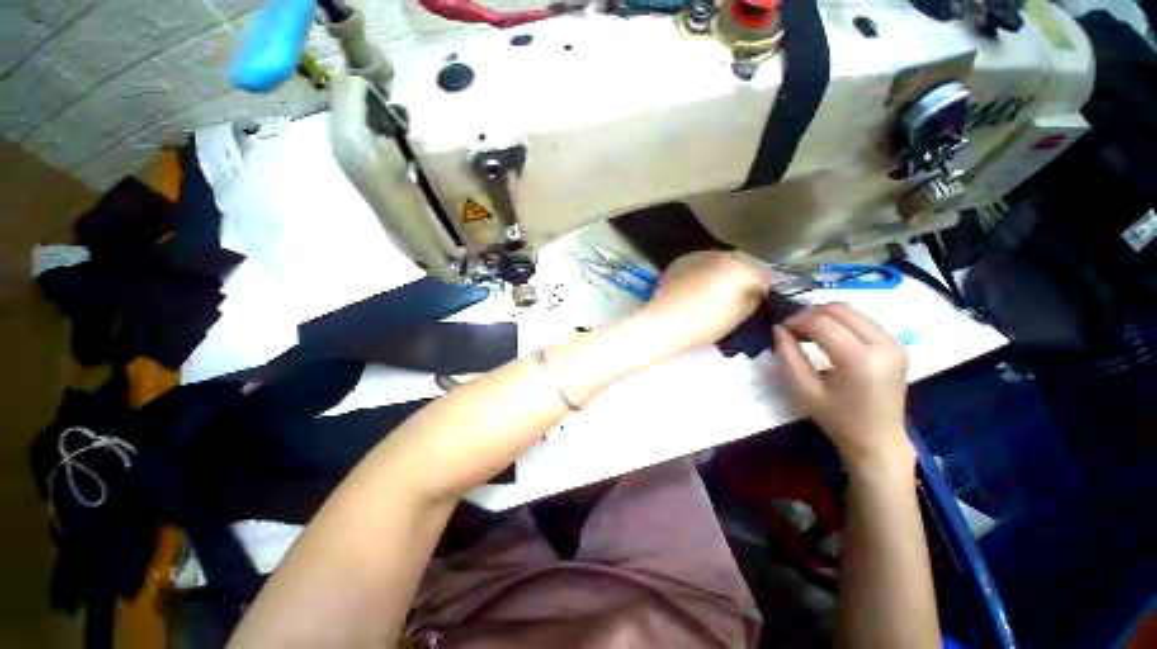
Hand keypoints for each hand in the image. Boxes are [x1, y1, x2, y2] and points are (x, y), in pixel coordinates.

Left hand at [641, 251, 771, 352]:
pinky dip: (703, 272)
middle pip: (742, 263)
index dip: (762, 290)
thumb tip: (753, 293)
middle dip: (742, 276)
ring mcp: (700, 255)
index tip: (759, 301)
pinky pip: (700, 264)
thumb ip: (752, 300)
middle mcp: (723, 255)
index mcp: (742, 268)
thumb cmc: (705, 324)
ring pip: (720, 261)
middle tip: (738, 294)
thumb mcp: (739, 317)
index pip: (763, 276)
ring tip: (715, 289)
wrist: (665, 321)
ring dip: (722, 271)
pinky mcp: (682, 260)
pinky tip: (696, 286)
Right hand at [774, 303, 913, 469]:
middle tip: (792, 327)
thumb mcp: (804, 389)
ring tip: (807, 331)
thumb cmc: (837, 418)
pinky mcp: (897, 345)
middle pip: (839, 309)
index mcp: (859, 360)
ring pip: (852, 311)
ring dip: (824, 315)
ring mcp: (894, 343)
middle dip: (810, 313)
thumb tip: (778, 328)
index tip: (780, 328)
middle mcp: (882, 344)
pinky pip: (863, 320)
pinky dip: (840, 321)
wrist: (878, 440)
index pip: (821, 323)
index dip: (796, 320)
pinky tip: (828, 336)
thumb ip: (788, 355)